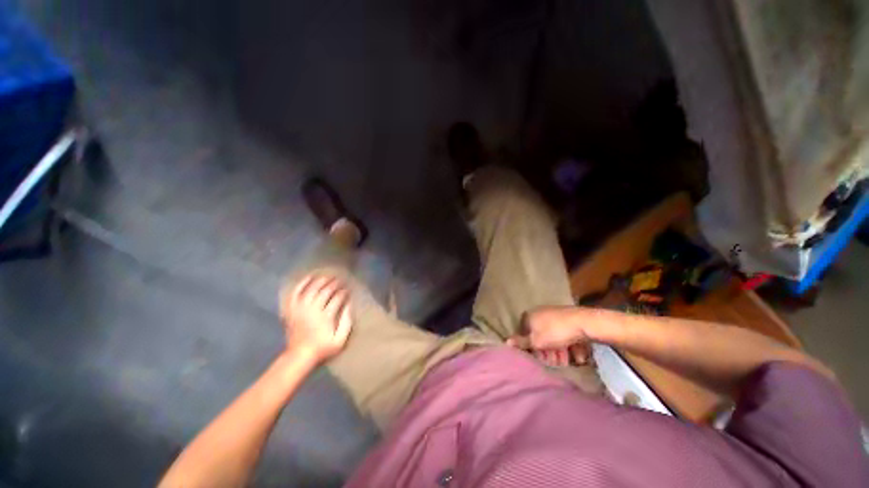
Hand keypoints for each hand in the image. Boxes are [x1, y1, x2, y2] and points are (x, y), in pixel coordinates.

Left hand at [281, 274, 352, 364]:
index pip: (337, 298)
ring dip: (320, 281)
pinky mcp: (292, 310)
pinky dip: (301, 284)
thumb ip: (346, 322)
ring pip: (311, 289)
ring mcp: (300, 309)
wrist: (299, 356)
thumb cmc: (322, 348)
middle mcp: (312, 310)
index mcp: (326, 317)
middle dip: (334, 284)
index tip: (348, 289)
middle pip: (325, 291)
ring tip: (328, 277)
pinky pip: (295, 293)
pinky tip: (309, 277)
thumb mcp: (340, 340)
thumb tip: (349, 305)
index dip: (343, 292)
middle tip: (340, 280)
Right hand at [507, 305, 591, 365]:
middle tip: (554, 363)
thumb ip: (521, 342)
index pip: (524, 333)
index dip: (530, 348)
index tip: (538, 359)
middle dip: (546, 352)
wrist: (583, 322)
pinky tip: (576, 356)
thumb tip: (506, 341)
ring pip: (553, 336)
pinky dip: (568, 345)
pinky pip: (564, 334)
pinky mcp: (567, 319)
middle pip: (539, 336)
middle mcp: (539, 313)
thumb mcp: (536, 341)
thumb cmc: (555, 332)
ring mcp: (554, 315)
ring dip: (558, 351)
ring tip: (566, 362)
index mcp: (529, 316)